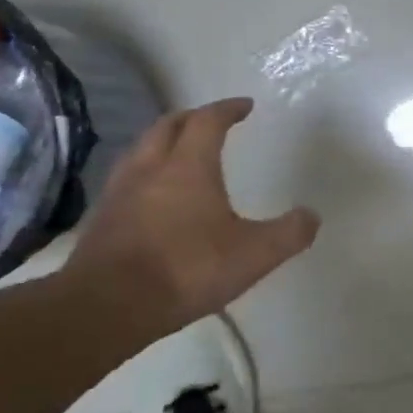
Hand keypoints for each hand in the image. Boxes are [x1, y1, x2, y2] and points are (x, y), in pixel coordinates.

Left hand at [63, 98, 318, 333]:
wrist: (106, 307)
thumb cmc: (186, 269)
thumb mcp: (254, 255)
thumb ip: (289, 233)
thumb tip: (311, 216)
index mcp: (189, 166)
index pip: (208, 121)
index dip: (228, 109)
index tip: (245, 105)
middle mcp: (150, 168)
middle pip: (168, 125)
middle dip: (193, 117)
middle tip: (212, 121)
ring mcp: (120, 192)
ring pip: (142, 150)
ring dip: (164, 142)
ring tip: (181, 153)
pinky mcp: (101, 219)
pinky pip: (127, 179)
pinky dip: (146, 173)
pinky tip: (154, 196)